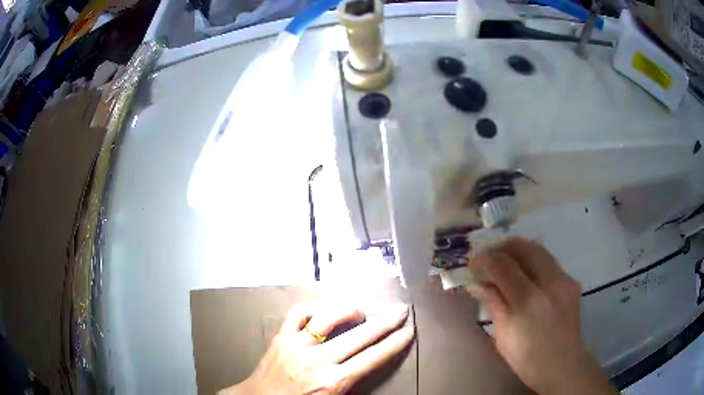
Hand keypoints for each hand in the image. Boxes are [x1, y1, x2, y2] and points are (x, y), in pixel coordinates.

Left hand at [219, 302, 413, 394]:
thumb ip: (352, 386)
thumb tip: (369, 365)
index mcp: (333, 382)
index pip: (372, 358)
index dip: (394, 344)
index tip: (409, 332)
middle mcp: (318, 361)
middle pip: (360, 337)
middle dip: (385, 323)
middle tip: (401, 311)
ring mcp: (297, 345)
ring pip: (329, 319)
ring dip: (349, 311)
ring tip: (361, 312)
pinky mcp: (281, 337)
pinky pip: (299, 313)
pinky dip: (314, 308)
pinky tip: (324, 311)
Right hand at [466, 237, 616, 394]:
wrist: (562, 364)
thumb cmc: (527, 358)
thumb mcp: (503, 335)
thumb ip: (493, 303)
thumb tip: (475, 283)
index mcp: (528, 301)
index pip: (503, 265)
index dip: (484, 259)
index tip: (472, 263)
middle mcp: (549, 283)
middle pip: (524, 247)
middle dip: (502, 246)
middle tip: (488, 255)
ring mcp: (564, 280)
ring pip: (538, 249)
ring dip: (518, 250)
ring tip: (504, 260)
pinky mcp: (571, 281)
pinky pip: (548, 262)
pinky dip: (532, 261)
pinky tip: (524, 273)